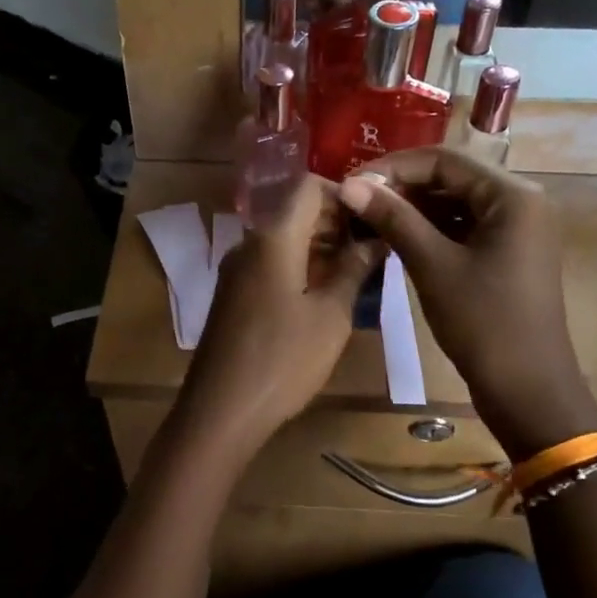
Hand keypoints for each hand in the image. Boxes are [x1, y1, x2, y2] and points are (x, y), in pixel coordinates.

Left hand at [180, 177, 383, 456]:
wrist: (221, 410)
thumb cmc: (283, 359)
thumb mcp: (331, 315)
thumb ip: (353, 269)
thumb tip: (375, 237)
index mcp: (273, 238)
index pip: (307, 187)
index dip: (343, 193)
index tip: (374, 217)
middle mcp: (248, 244)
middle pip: (294, 212)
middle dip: (335, 222)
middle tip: (374, 246)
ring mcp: (236, 271)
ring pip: (282, 240)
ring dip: (319, 246)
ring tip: (358, 271)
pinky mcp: (233, 296)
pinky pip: (269, 265)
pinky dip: (299, 267)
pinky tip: (325, 294)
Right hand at [336, 148, 596, 458]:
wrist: (526, 388)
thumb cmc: (483, 323)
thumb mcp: (433, 266)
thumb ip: (393, 219)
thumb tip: (348, 184)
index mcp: (512, 195)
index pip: (444, 160)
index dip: (393, 167)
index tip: (352, 183)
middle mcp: (519, 201)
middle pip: (451, 178)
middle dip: (401, 187)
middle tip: (356, 202)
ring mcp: (515, 229)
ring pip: (454, 203)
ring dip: (412, 209)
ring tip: (368, 219)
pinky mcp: (506, 254)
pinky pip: (462, 227)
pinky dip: (429, 230)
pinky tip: (395, 239)